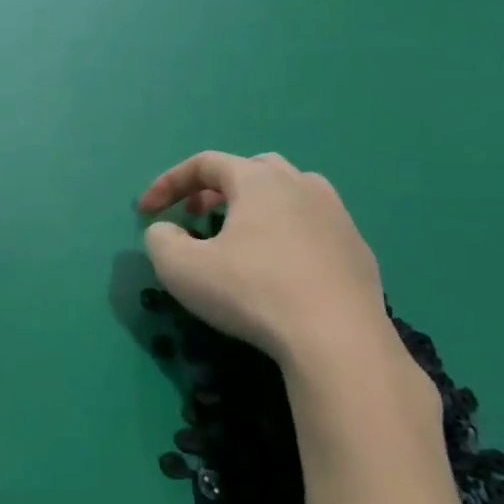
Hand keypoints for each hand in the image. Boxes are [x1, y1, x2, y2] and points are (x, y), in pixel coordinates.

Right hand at [138, 151, 389, 373]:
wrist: (338, 340)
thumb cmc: (252, 292)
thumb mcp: (181, 268)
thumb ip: (160, 240)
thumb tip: (166, 231)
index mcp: (259, 180)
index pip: (205, 163)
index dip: (168, 183)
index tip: (146, 212)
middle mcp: (302, 185)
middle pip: (252, 169)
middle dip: (216, 188)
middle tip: (196, 216)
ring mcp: (337, 216)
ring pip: (290, 193)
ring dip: (257, 207)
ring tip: (240, 237)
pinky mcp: (358, 250)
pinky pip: (314, 227)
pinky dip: (287, 234)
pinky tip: (280, 269)